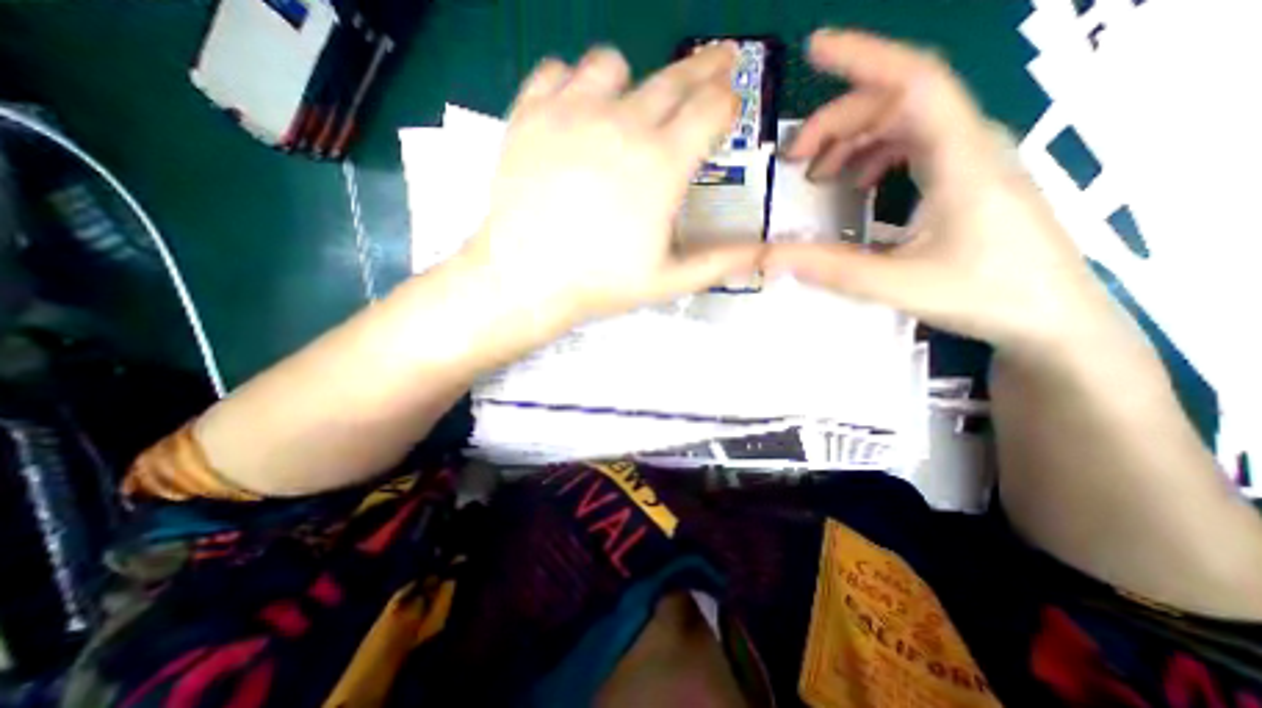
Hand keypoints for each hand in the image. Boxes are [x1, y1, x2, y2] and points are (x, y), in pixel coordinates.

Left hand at [459, 41, 763, 328]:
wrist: (526, 278)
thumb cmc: (600, 282)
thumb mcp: (668, 281)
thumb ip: (719, 262)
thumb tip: (763, 252)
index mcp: (662, 164)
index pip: (711, 109)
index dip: (727, 101)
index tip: (731, 103)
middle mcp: (623, 124)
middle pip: (674, 78)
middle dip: (703, 69)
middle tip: (718, 62)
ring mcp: (571, 112)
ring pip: (612, 64)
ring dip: (630, 80)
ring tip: (629, 105)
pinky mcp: (529, 114)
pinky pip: (556, 71)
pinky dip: (572, 82)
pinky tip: (575, 110)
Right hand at [769, 27, 1112, 355]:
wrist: (1050, 315)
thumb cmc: (984, 294)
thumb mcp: (896, 284)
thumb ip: (831, 269)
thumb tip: (769, 259)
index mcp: (960, 157)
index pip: (912, 81)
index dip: (862, 58)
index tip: (814, 50)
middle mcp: (970, 143)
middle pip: (898, 101)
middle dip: (838, 121)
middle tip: (794, 159)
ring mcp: (972, 158)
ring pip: (906, 121)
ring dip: (854, 139)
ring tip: (817, 174)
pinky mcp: (967, 176)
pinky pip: (916, 145)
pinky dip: (876, 155)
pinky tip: (857, 183)